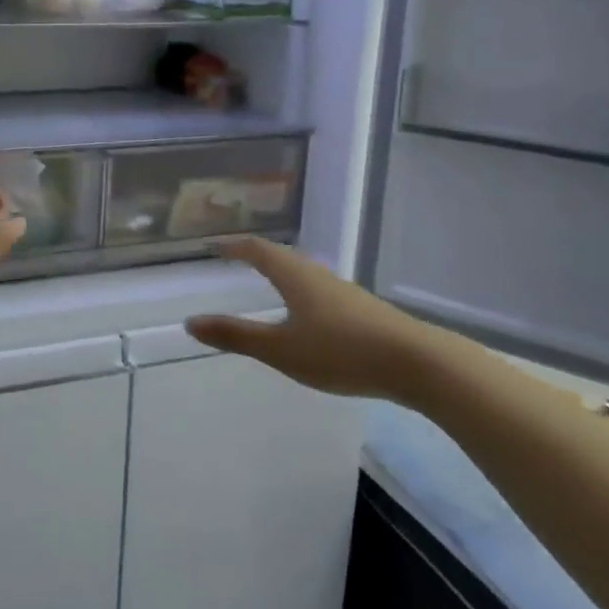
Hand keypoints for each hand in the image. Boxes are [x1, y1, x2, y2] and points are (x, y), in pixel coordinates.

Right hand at [185, 237, 442, 402]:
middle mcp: (318, 275)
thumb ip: (236, 336)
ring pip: (304, 274)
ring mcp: (344, 292)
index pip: (257, 250)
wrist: (418, 364)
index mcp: (295, 275)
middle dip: (256, 256)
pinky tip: (307, 316)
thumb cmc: (341, 351)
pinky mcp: (363, 312)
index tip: (213, 245)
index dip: (233, 246)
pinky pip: (320, 292)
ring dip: (281, 274)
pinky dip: (301, 293)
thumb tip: (190, 323)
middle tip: (235, 259)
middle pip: (282, 257)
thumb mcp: (281, 349)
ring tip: (266, 283)